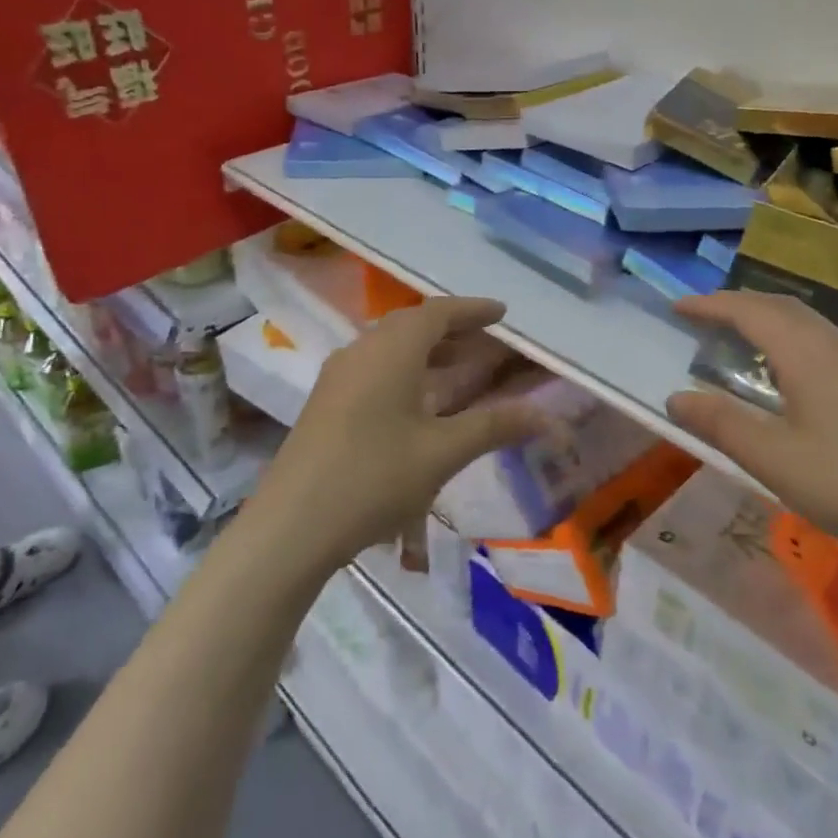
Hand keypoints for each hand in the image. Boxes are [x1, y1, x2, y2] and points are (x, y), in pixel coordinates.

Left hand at [253, 297, 544, 574]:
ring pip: (390, 346)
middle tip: (485, 339)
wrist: (290, 527)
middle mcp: (362, 351)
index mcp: (391, 350)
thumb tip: (546, 415)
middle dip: (451, 328)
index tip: (502, 313)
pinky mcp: (325, 401)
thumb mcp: (442, 453)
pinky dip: (404, 368)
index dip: (473, 310)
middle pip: (412, 325)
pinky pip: (373, 365)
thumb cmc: (373, 479)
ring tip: (458, 366)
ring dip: (426, 349)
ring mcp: (338, 375)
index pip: (438, 313)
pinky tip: (416, 399)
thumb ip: (495, 426)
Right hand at [666, 292, 837, 580]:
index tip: (678, 308)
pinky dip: (792, 338)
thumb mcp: (771, 457)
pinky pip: (824, 340)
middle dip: (738, 305)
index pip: (749, 311)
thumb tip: (676, 398)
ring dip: (768, 319)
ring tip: (740, 337)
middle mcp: (836, 342)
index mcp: (806, 351)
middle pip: (780, 306)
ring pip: (807, 321)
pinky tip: (791, 370)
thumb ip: (720, 423)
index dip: (711, 305)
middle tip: (704, 317)